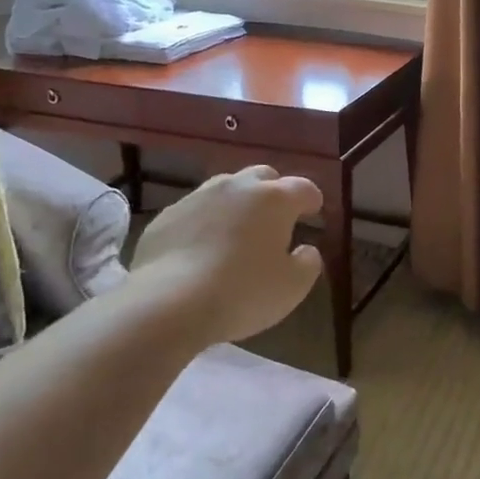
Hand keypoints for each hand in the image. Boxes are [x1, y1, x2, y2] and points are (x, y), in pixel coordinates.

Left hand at [130, 165, 324, 343]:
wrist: (168, 302)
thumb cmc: (243, 292)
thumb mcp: (292, 287)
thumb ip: (308, 263)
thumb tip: (306, 249)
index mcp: (274, 199)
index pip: (303, 188)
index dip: (312, 199)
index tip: (314, 211)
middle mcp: (236, 187)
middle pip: (262, 176)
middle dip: (273, 192)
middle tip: (276, 218)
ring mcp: (197, 197)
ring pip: (225, 189)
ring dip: (237, 204)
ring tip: (237, 232)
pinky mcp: (166, 216)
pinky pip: (194, 212)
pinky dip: (205, 223)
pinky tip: (201, 249)